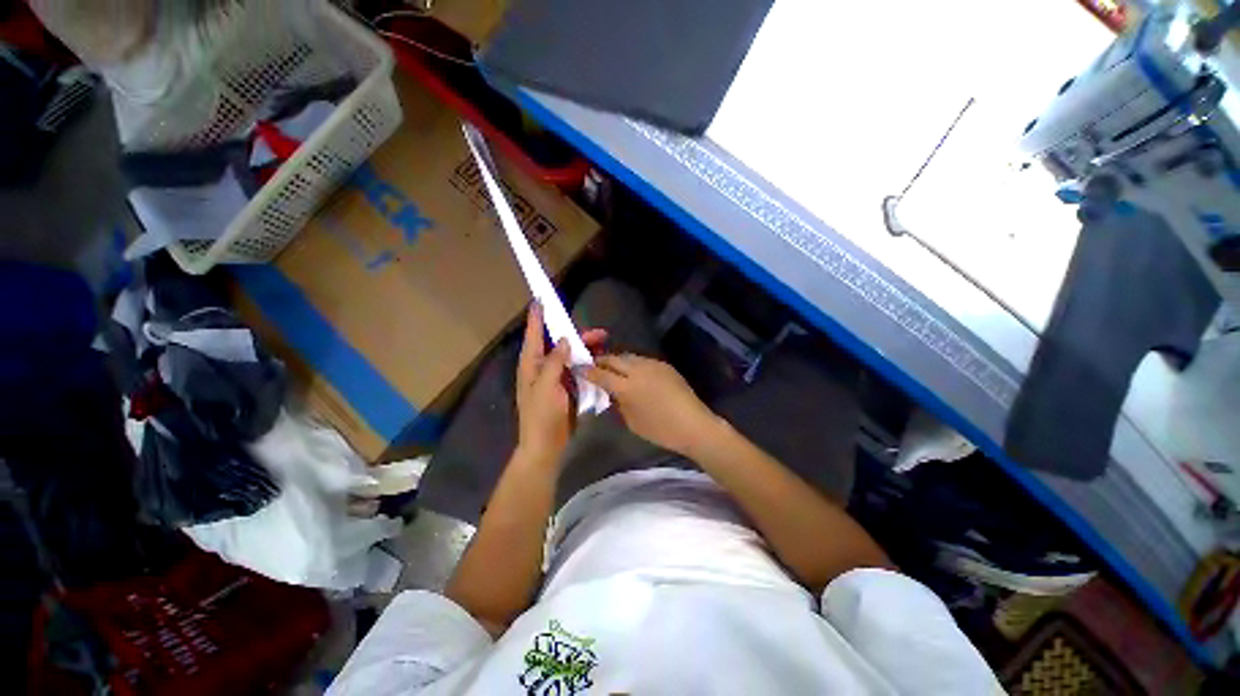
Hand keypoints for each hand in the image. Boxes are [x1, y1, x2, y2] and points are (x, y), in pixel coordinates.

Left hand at [515, 303, 605, 465]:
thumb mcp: (546, 387)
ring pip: (569, 355)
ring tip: (604, 344)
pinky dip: (586, 362)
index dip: (537, 317)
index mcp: (531, 365)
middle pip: (557, 344)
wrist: (546, 445)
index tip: (540, 299)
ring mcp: (554, 378)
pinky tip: (599, 360)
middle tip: (599, 333)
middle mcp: (541, 367)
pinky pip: (576, 368)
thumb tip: (562, 340)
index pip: (533, 335)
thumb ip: (554, 362)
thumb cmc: (542, 416)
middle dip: (576, 335)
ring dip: (585, 349)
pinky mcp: (565, 387)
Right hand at [585, 354, 720, 456]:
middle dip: (602, 361)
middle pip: (613, 358)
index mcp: (627, 387)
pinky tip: (633, 373)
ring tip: (613, 368)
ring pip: (628, 356)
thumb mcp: (631, 422)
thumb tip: (612, 392)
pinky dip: (633, 364)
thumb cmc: (660, 430)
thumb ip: (618, 403)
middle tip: (595, 366)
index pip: (601, 374)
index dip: (588, 371)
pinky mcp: (664, 365)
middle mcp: (637, 370)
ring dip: (617, 361)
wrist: (693, 424)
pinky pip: (642, 360)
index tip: (580, 369)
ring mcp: (652, 364)